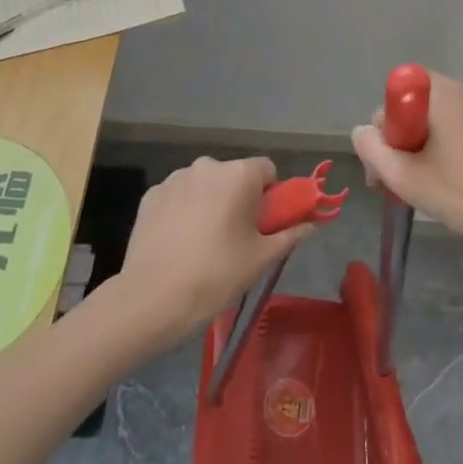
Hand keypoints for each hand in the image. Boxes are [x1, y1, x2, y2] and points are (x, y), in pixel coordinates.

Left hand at [115, 156, 312, 342]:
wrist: (153, 298)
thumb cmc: (217, 274)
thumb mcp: (261, 258)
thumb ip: (290, 235)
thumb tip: (311, 224)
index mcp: (239, 174)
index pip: (267, 169)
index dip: (270, 194)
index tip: (263, 222)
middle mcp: (207, 166)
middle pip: (233, 175)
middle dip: (238, 197)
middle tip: (235, 236)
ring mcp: (175, 178)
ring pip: (204, 184)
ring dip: (209, 202)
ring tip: (203, 242)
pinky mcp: (151, 195)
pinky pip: (178, 196)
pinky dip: (182, 210)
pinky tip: (178, 241)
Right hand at [350, 71, 462, 254]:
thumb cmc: (462, 192)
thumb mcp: (404, 176)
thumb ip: (372, 149)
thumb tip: (362, 131)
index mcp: (440, 94)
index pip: (396, 92)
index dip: (385, 125)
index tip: (387, 159)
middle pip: (417, 106)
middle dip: (401, 139)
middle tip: (398, 180)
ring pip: (441, 121)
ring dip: (425, 147)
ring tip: (427, 186)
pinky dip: (453, 150)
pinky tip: (458, 184)